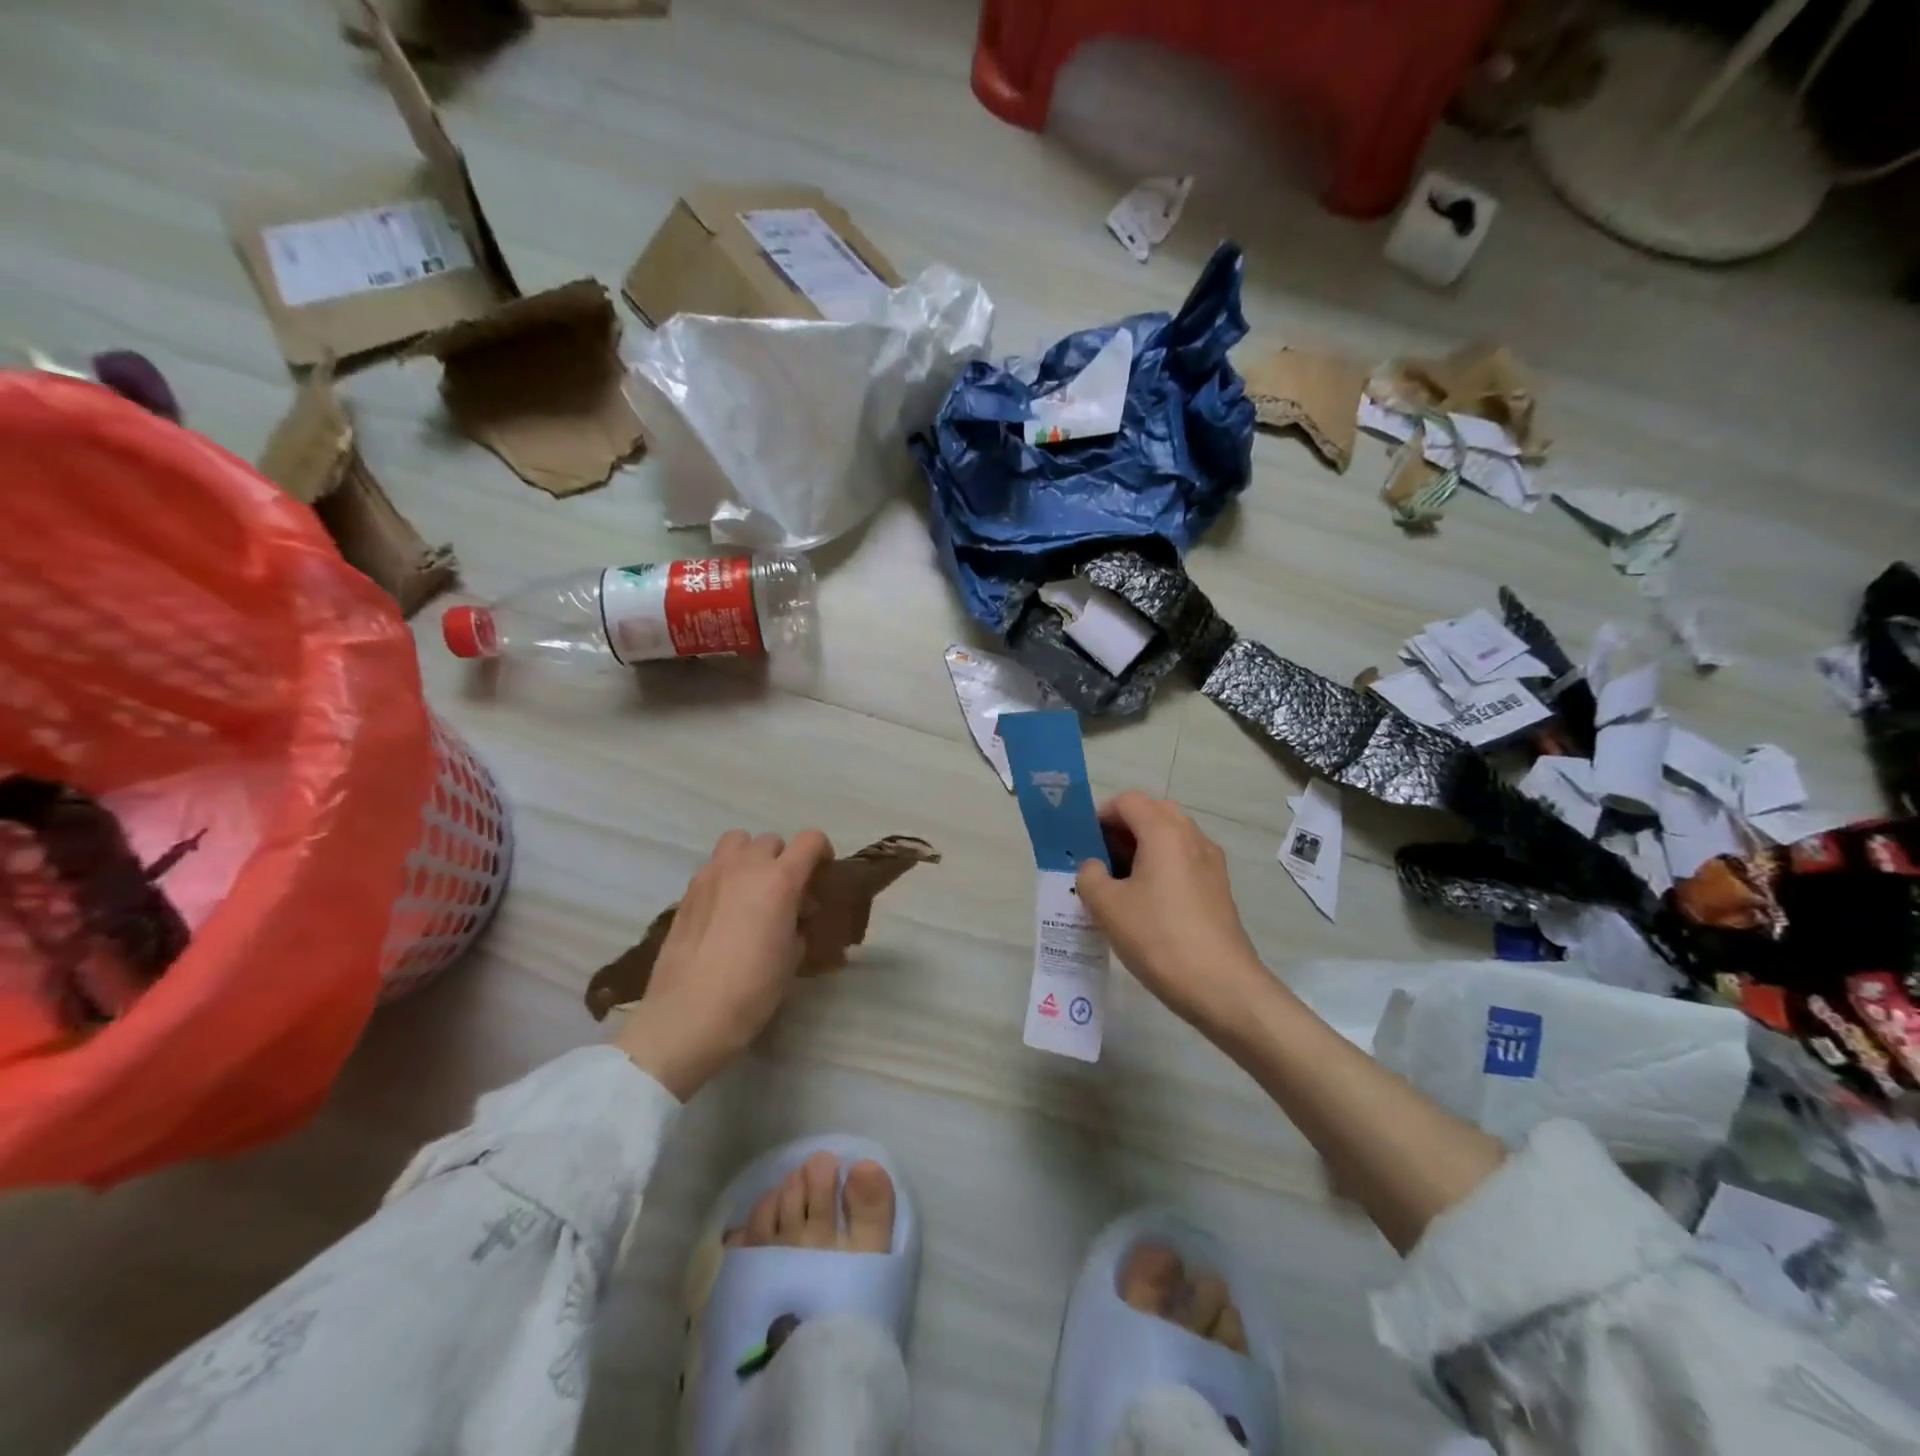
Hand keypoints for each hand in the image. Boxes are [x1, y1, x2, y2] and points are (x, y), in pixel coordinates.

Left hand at [616, 829, 833, 1099]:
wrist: (688, 1016)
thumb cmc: (752, 989)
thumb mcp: (792, 957)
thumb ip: (798, 924)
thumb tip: (795, 916)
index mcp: (779, 880)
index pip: (810, 840)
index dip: (822, 852)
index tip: (822, 876)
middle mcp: (745, 866)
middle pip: (772, 841)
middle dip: (785, 860)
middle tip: (787, 894)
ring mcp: (711, 876)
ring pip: (737, 842)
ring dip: (751, 857)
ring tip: (752, 891)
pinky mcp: (687, 892)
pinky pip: (713, 867)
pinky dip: (726, 876)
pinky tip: (726, 910)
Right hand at [1075, 792, 1266, 1036]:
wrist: (1222, 986)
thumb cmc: (1159, 938)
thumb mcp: (1107, 906)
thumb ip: (1089, 876)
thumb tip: (1094, 868)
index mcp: (1164, 832)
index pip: (1128, 801)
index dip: (1101, 815)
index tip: (1084, 844)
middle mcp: (1192, 837)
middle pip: (1152, 813)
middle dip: (1122, 830)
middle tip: (1099, 861)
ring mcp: (1210, 863)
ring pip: (1170, 838)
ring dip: (1142, 849)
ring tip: (1118, 886)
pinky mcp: (1218, 888)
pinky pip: (1183, 861)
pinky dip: (1161, 868)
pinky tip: (1145, 904)